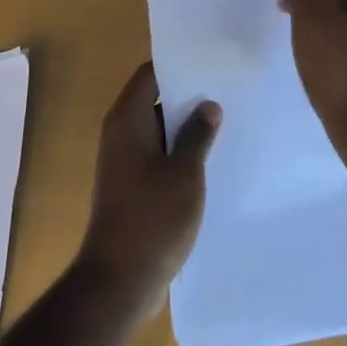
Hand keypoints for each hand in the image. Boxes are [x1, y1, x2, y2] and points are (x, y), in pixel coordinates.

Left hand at [78, 63, 221, 312]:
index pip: (151, 74)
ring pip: (160, 130)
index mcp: (128, 120)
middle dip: (189, 96)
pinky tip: (211, 160)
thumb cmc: (152, 218)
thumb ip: (198, 134)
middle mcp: (121, 134)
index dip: (179, 65)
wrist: (118, 283)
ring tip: (227, 121)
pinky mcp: (133, 187)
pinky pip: (159, 156)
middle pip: (156, 99)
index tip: (211, 62)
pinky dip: (180, 153)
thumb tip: (208, 105)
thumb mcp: (185, 172)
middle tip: (227, 90)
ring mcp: (125, 162)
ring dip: (187, 128)